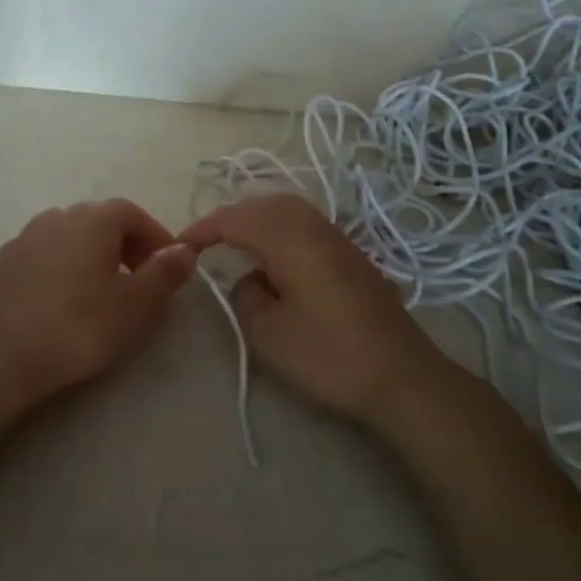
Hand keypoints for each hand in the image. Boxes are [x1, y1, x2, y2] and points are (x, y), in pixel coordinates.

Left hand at [0, 199, 197, 408]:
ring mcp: (24, 238)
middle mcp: (57, 217)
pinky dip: (61, 270)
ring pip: (69, 238)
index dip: (154, 237)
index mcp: (93, 220)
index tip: (167, 268)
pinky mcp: (2, 263)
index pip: (132, 213)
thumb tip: (185, 249)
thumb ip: (164, 273)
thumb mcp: (135, 306)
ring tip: (100, 294)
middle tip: (138, 283)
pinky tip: (61, 303)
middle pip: (100, 222)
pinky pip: (43, 256)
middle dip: (125, 246)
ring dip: (91, 257)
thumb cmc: (77, 327)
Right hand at [181, 194, 461, 422]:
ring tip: (233, 241)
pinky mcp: (350, 253)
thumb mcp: (267, 332)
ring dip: (254, 218)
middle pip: (261, 204)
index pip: (234, 219)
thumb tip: (250, 277)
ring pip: (285, 209)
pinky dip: (278, 227)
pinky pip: (303, 223)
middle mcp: (312, 225)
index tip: (179, 246)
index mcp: (288, 237)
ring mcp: (336, 236)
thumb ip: (245, 294)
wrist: (401, 376)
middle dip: (228, 217)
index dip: (203, 229)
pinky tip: (273, 253)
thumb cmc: (328, 354)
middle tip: (203, 241)